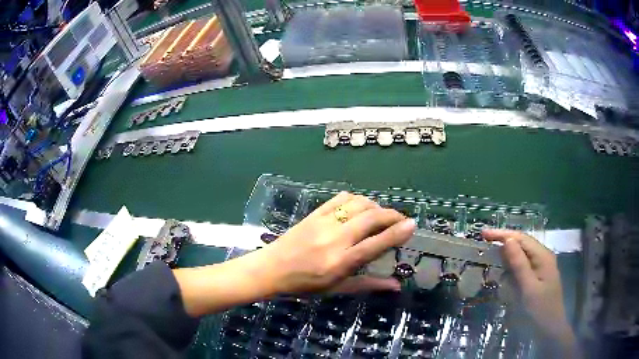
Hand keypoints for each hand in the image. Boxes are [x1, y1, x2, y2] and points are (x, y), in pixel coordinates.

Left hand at [260, 192, 416, 293]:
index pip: (376, 244)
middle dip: (391, 215)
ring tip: (381, 215)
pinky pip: (340, 199)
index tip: (412, 225)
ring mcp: (323, 223)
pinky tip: (360, 207)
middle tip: (401, 219)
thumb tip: (396, 285)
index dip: (397, 233)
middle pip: (371, 218)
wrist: (272, 269)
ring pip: (358, 204)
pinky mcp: (314, 213)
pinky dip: (356, 200)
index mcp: (341, 262)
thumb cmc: (305, 285)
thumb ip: (368, 284)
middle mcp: (335, 239)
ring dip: (375, 206)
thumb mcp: (337, 289)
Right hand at [483, 229, 577, 355]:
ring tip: (490, 251)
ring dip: (507, 252)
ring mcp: (541, 267)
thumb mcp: (528, 289)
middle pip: (522, 243)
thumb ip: (519, 265)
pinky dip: (511, 264)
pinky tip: (503, 269)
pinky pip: (523, 265)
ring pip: (522, 254)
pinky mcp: (537, 277)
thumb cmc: (540, 310)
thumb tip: (507, 240)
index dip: (502, 234)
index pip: (521, 238)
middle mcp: (543, 257)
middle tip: (484, 241)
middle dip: (504, 240)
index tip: (483, 234)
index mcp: (543, 256)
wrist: (550, 330)